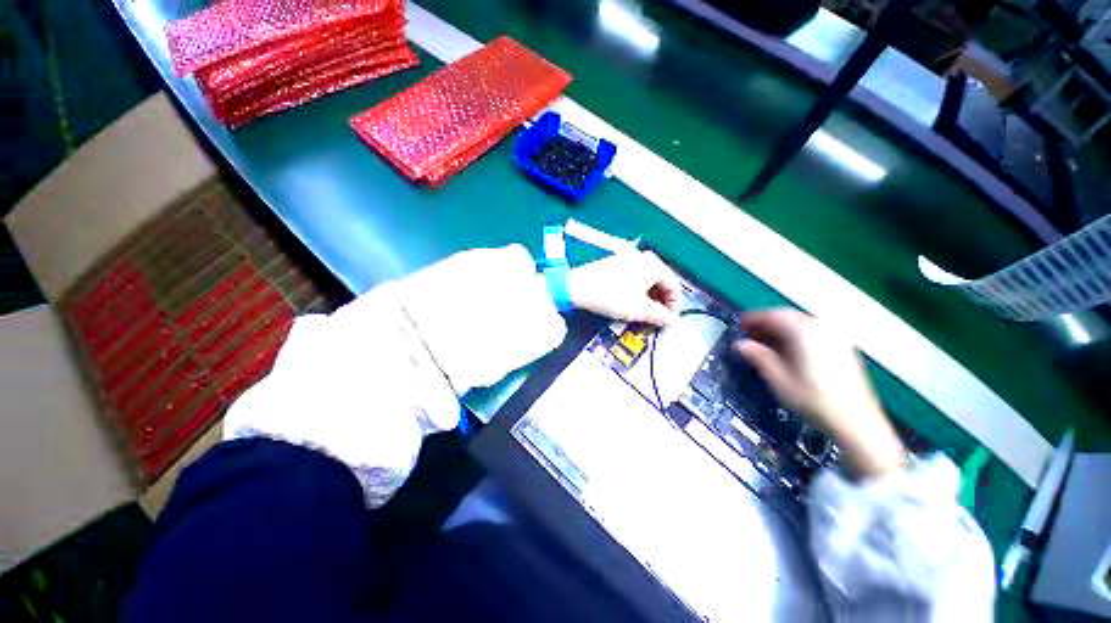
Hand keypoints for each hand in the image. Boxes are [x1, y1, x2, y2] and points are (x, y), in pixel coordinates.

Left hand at [567, 251, 680, 325]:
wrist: (578, 287)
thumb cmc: (612, 296)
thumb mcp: (640, 309)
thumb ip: (661, 315)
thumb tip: (671, 320)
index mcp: (654, 265)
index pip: (674, 286)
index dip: (674, 306)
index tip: (668, 321)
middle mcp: (644, 258)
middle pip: (662, 282)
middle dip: (661, 302)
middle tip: (657, 319)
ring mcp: (629, 258)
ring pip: (648, 281)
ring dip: (649, 298)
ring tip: (644, 314)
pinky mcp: (616, 263)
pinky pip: (635, 278)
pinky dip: (638, 291)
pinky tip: (631, 303)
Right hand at [735, 309, 906, 478]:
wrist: (856, 423)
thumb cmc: (812, 399)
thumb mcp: (777, 378)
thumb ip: (757, 356)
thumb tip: (739, 345)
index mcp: (803, 331)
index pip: (773, 316)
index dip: (753, 319)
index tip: (739, 325)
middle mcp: (821, 328)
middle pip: (788, 317)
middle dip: (767, 324)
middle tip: (749, 335)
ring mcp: (836, 338)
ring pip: (801, 325)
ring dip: (781, 330)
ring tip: (765, 344)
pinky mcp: (844, 349)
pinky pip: (814, 334)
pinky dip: (796, 337)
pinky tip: (788, 351)